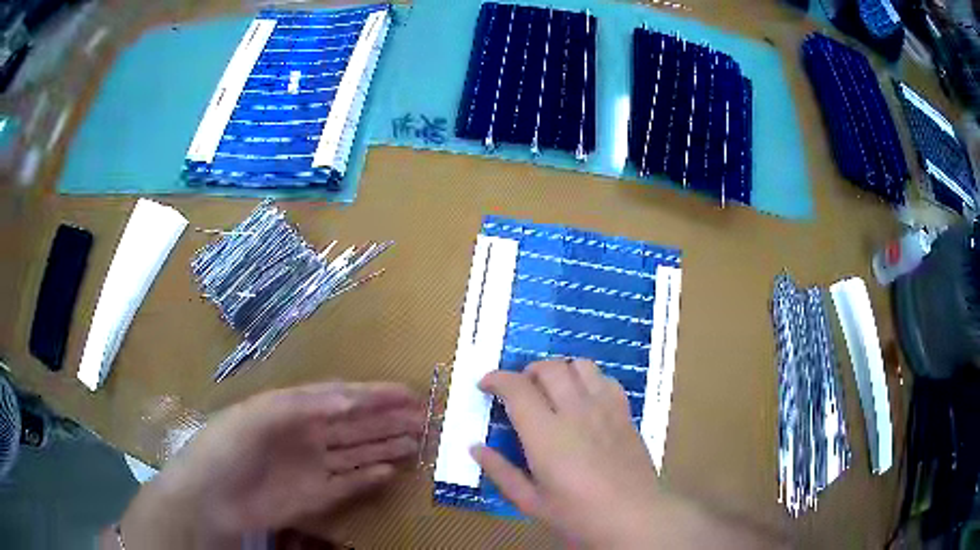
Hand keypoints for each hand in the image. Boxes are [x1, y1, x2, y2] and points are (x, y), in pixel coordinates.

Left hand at [118, 382, 423, 548]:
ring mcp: (313, 467)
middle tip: (426, 417)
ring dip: (387, 446)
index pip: (342, 398)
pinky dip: (370, 478)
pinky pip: (349, 484)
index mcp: (294, 409)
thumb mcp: (259, 414)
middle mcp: (308, 436)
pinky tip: (391, 472)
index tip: (409, 392)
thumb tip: (348, 400)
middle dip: (390, 419)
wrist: (210, 497)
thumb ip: (303, 405)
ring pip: (358, 452)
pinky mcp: (316, 496)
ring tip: (418, 440)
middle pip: (357, 425)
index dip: (375, 395)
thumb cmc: (228, 446)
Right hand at [473, 359, 778, 548]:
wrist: (633, 516)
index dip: (496, 379)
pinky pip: (605, 379)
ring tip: (551, 390)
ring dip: (559, 370)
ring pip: (580, 365)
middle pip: (548, 367)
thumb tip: (476, 448)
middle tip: (518, 391)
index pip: (516, 388)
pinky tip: (584, 399)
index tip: (485, 385)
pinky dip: (588, 379)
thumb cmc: (578, 515)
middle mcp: (575, 411)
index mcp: (546, 434)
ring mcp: (605, 408)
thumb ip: (501, 472)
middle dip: (526, 371)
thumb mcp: (531, 502)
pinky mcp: (625, 412)